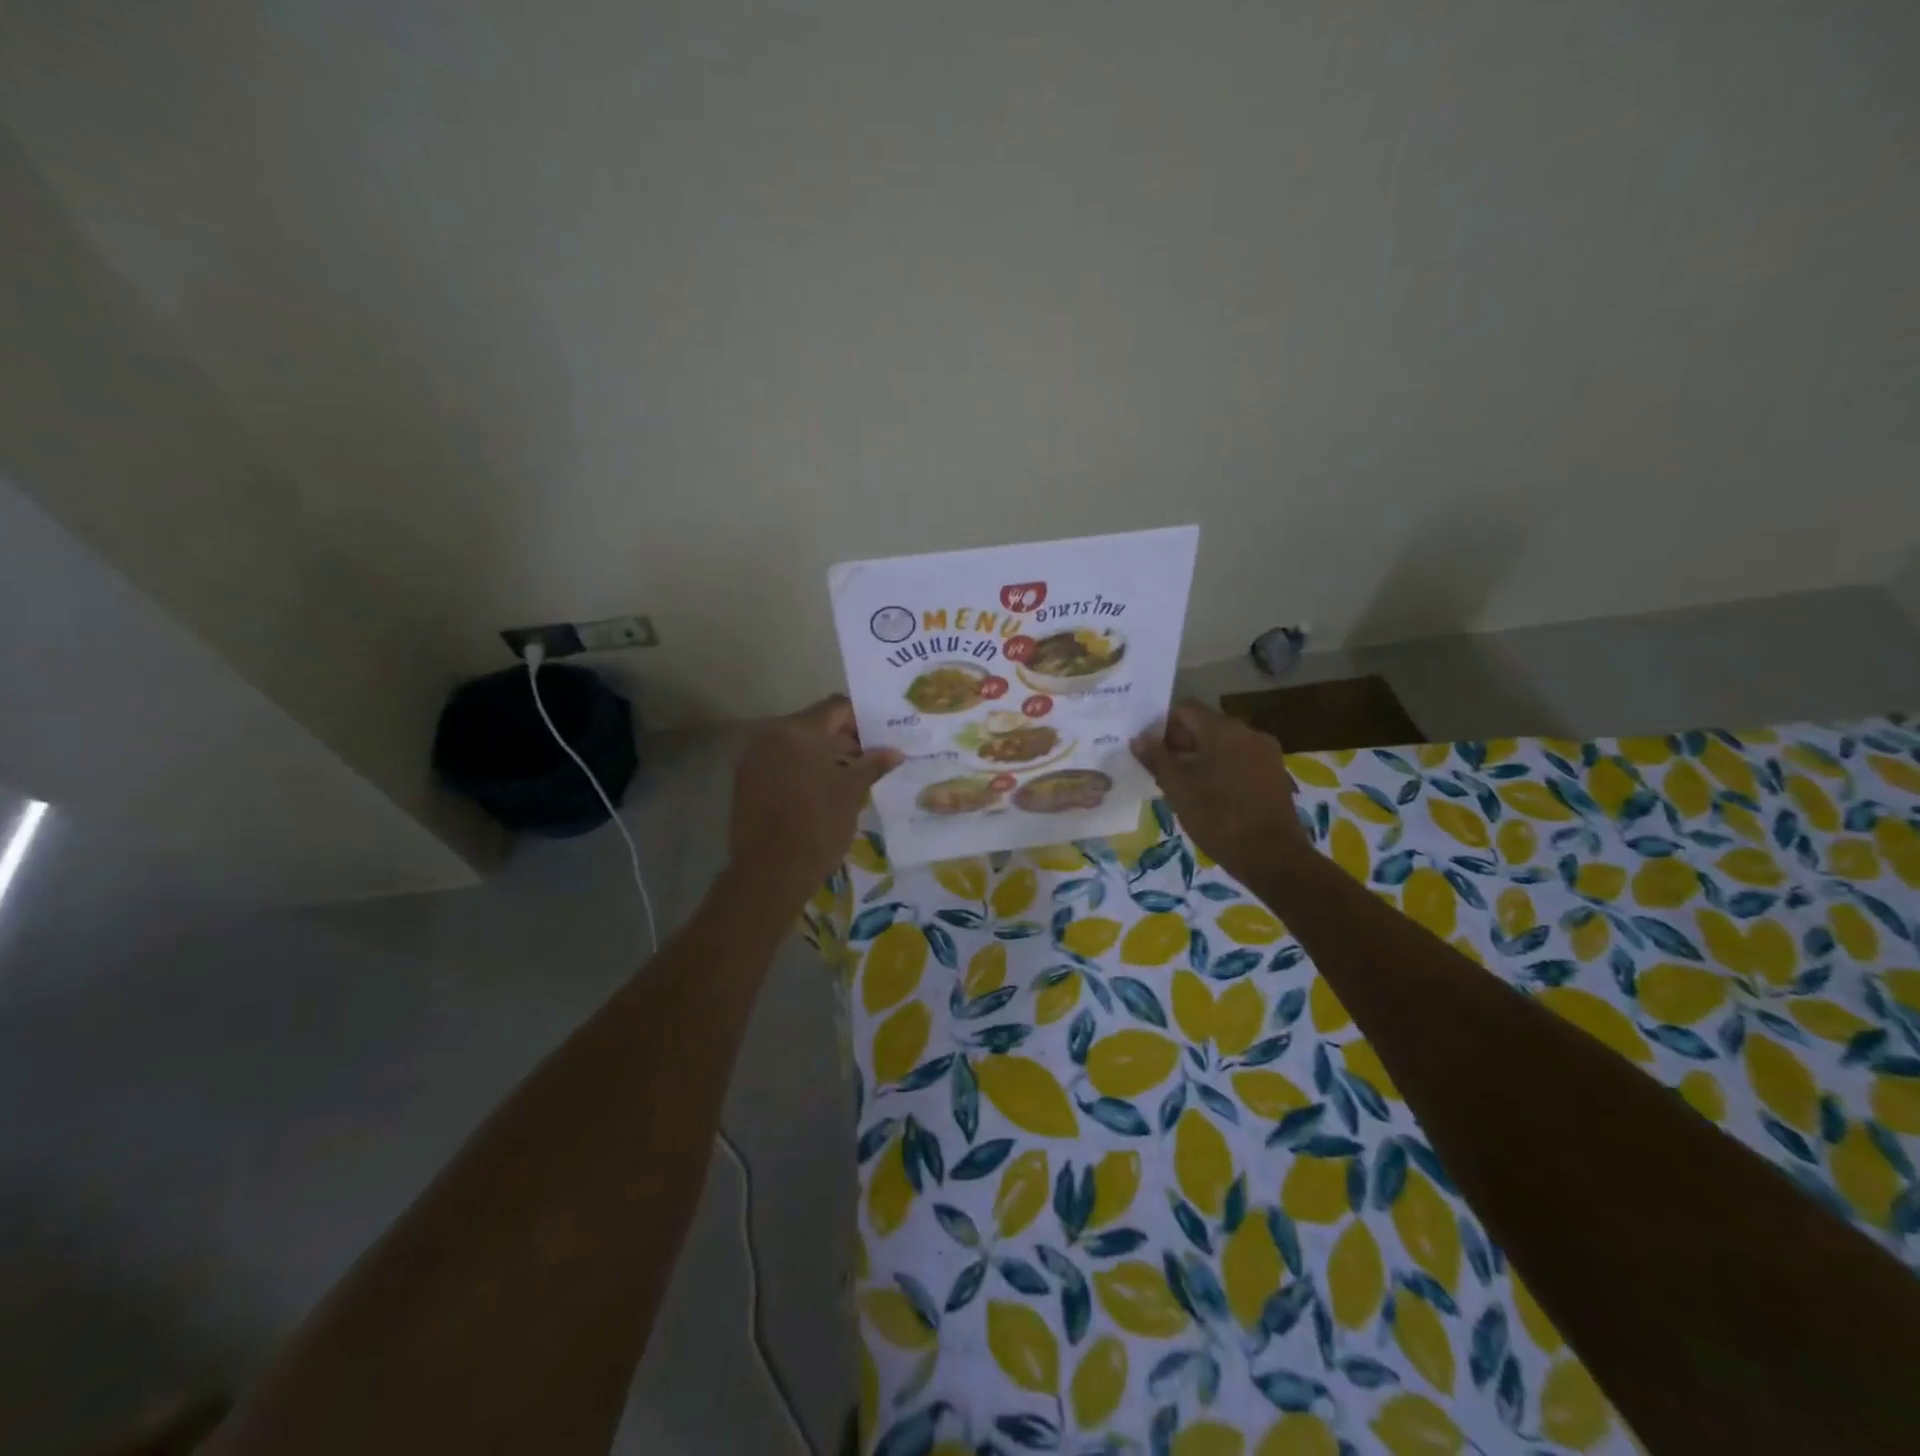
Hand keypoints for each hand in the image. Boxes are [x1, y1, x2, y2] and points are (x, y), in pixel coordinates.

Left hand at [730, 696, 900, 901]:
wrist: (770, 873)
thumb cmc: (817, 826)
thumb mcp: (852, 792)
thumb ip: (873, 764)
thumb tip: (895, 752)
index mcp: (797, 731)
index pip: (836, 707)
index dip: (863, 718)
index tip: (884, 735)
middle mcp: (770, 735)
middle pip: (816, 724)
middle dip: (846, 738)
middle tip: (874, 758)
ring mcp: (754, 759)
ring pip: (798, 745)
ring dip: (825, 754)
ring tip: (854, 776)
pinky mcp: (747, 781)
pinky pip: (782, 763)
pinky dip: (804, 769)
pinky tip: (825, 790)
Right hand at [1131, 701, 1310, 883]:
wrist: (1272, 857)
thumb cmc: (1218, 818)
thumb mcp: (1178, 789)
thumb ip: (1156, 759)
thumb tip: (1139, 738)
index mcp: (1223, 730)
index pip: (1186, 709)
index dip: (1163, 724)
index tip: (1149, 747)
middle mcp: (1248, 732)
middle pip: (1206, 724)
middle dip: (1181, 740)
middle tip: (1160, 766)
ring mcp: (1266, 752)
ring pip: (1224, 742)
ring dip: (1200, 754)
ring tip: (1182, 781)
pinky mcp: (1275, 773)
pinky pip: (1240, 757)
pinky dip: (1221, 765)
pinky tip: (1208, 791)